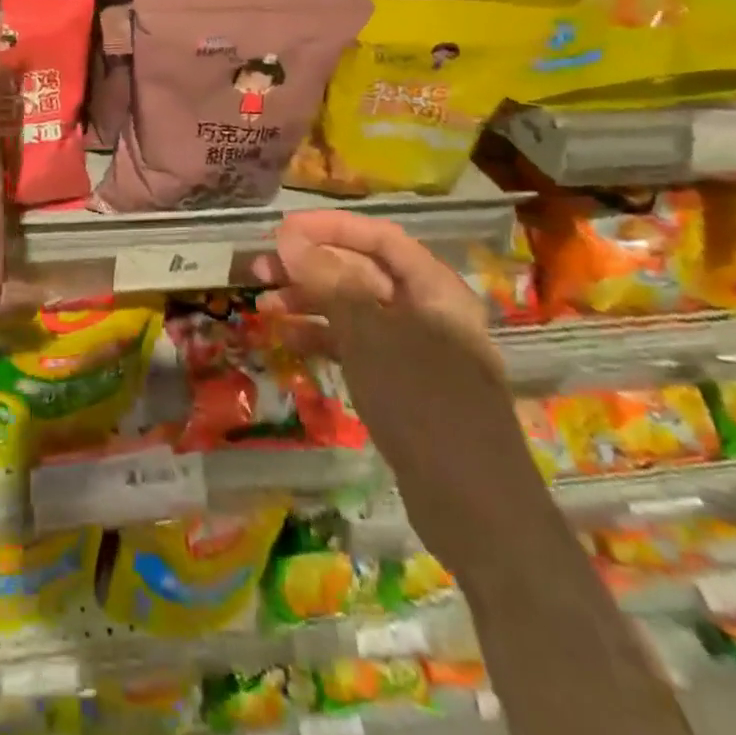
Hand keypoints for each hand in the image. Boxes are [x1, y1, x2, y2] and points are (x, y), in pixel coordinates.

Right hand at [256, 210, 537, 565]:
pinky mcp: (402, 384)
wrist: (475, 507)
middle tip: (261, 269)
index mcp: (434, 289)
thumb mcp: (369, 334)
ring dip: (309, 302)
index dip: (330, 227)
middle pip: (363, 272)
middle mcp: (427, 311)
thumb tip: (288, 237)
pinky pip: (356, 346)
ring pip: (354, 310)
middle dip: (310, 266)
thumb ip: (328, 280)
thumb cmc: (423, 402)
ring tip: (264, 306)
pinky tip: (288, 339)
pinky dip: (323, 338)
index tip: (281, 230)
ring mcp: (415, 350)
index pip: (379, 237)